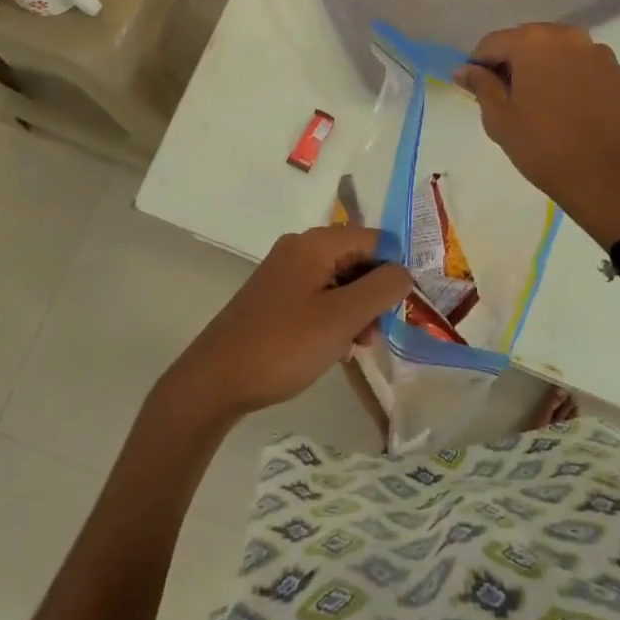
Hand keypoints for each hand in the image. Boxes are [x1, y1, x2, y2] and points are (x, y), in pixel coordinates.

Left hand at [159, 227, 412, 424]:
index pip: (374, 239)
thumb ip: (381, 289)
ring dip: (356, 311)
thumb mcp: (342, 318)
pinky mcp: (276, 298)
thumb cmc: (284, 345)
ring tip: (356, 347)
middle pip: (356, 259)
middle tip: (376, 334)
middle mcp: (299, 249)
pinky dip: (334, 319)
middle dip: (373, 295)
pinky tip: (335, 349)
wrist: (216, 380)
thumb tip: (404, 272)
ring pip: (339, 282)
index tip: (401, 308)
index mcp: (315, 243)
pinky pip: (319, 298)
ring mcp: (285, 274)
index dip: (393, 270)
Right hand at [455, 23, 619, 244]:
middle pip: (528, 41)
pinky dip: (573, 79)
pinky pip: (586, 68)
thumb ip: (481, 86)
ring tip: (543, 104)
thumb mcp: (499, 119)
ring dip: (545, 69)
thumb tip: (465, 70)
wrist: (606, 178)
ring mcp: (600, 54)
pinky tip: (571, 109)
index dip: (479, 65)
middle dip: (514, 63)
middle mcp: (568, 37)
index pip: (492, 43)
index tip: (477, 90)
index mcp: (533, 42)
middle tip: (509, 98)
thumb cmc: (543, 147)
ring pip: (560, 53)